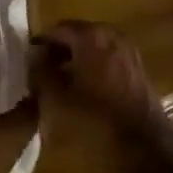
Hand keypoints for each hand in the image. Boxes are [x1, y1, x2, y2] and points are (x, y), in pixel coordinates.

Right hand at [36, 21, 172, 172]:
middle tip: (43, 71)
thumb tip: (34, 57)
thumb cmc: (96, 119)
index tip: (29, 62)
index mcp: (90, 36)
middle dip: (60, 49)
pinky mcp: (137, 67)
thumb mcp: (58, 98)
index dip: (41, 45)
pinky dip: (94, 65)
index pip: (58, 30)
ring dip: (77, 58)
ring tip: (62, 81)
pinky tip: (85, 88)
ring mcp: (128, 50)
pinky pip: (108, 57)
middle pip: (78, 34)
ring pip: (94, 46)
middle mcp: (111, 35)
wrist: (144, 142)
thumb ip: (42, 72)